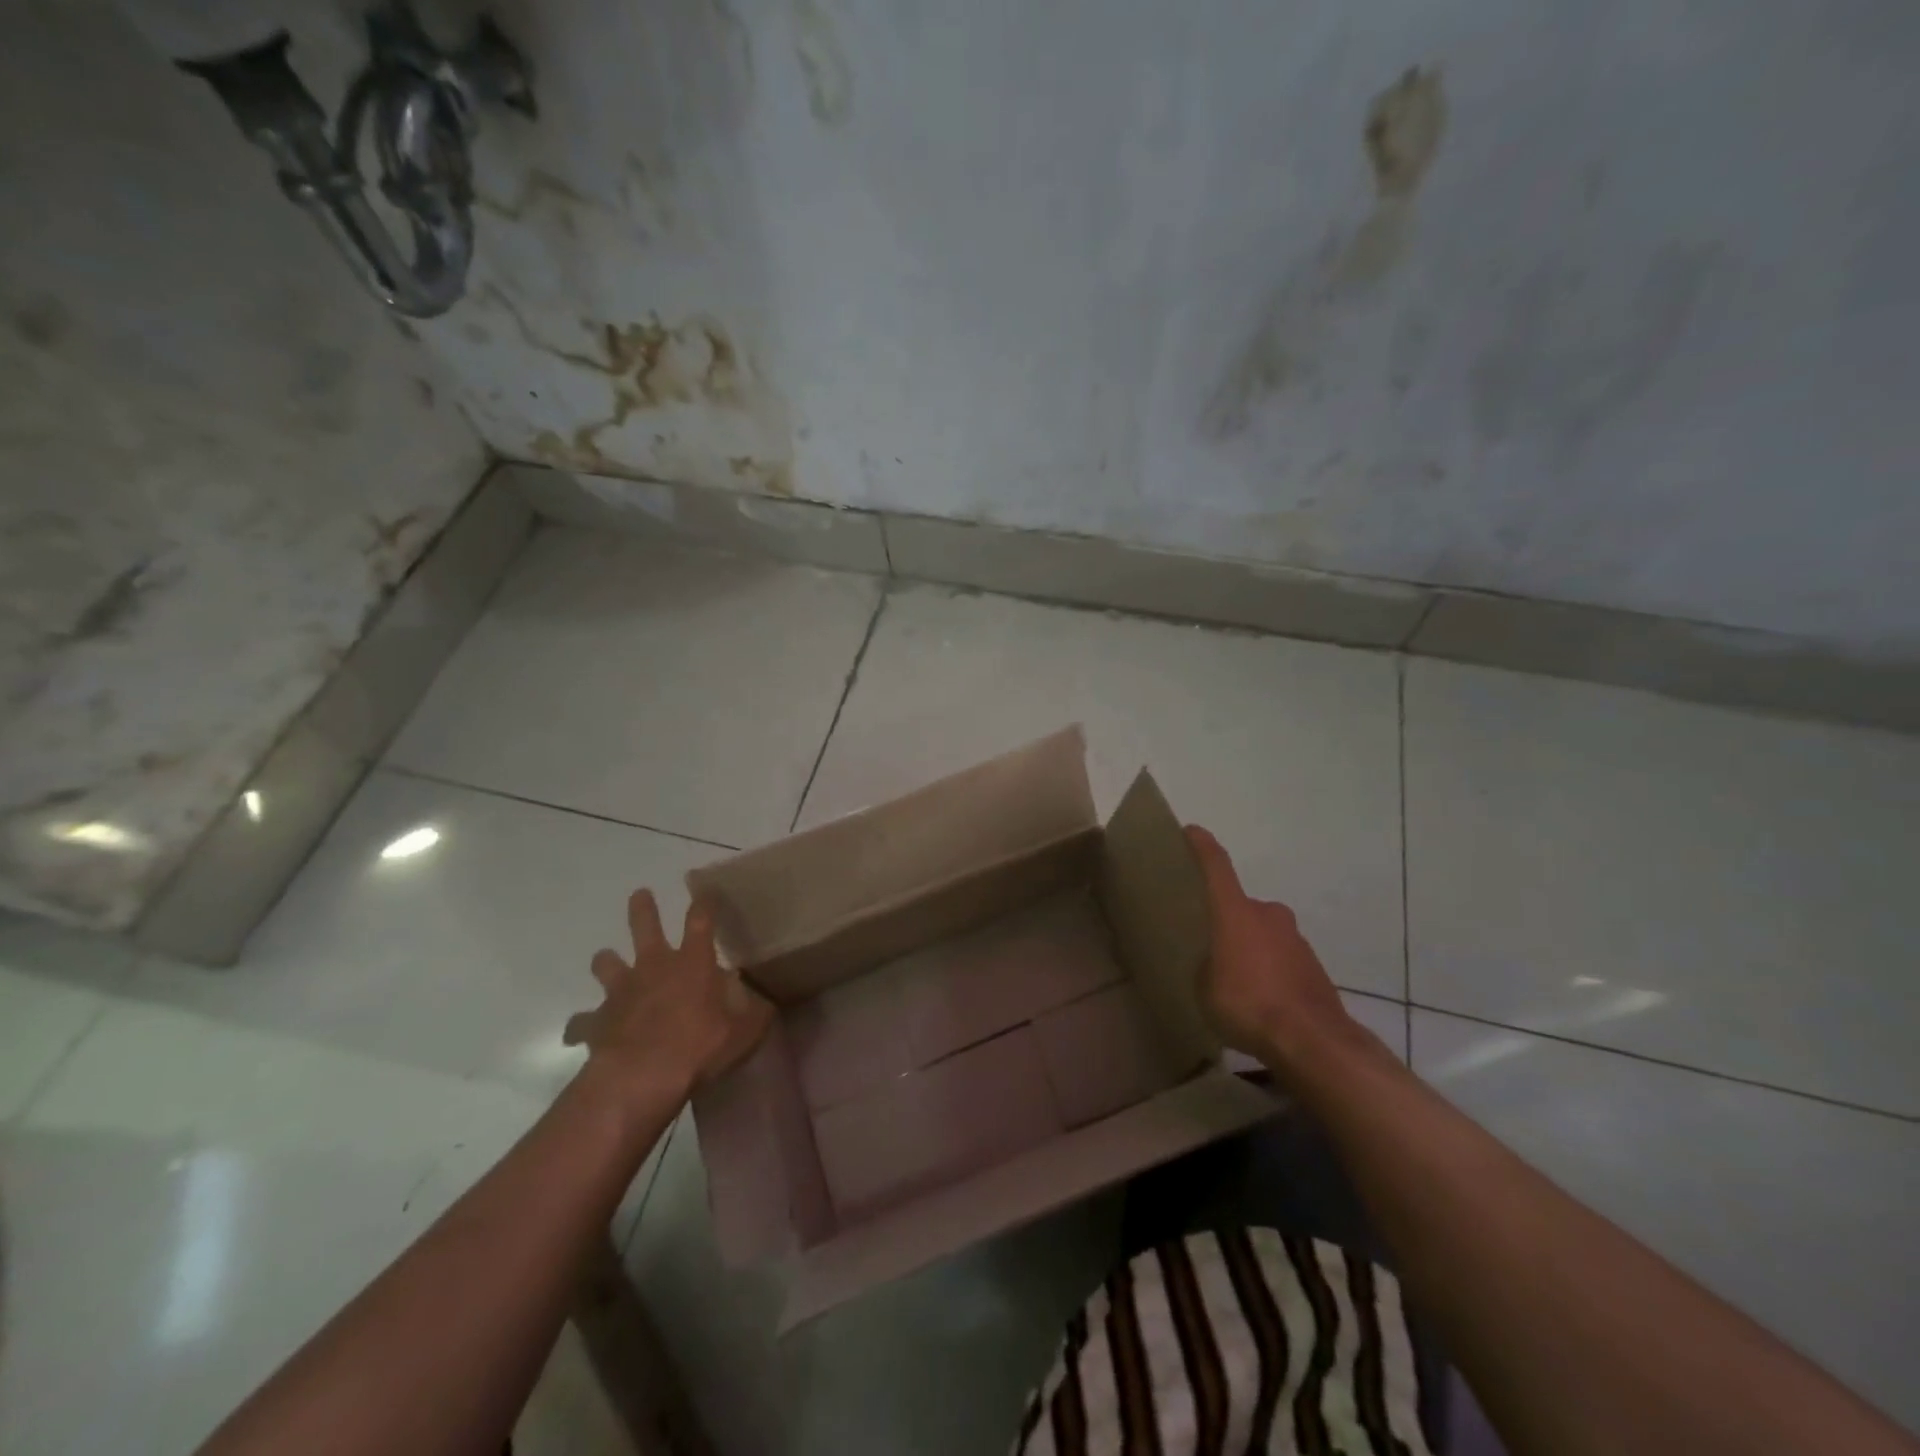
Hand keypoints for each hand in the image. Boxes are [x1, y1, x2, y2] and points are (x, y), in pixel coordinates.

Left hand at [564, 890, 773, 1106]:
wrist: (641, 1077)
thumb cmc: (698, 1047)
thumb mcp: (744, 1032)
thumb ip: (756, 1014)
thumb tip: (767, 1004)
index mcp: (692, 963)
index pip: (701, 921)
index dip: (704, 904)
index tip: (705, 892)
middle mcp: (654, 967)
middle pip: (645, 926)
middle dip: (643, 908)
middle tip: (640, 894)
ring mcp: (621, 991)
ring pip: (606, 963)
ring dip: (607, 961)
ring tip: (608, 961)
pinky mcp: (596, 1021)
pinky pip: (582, 1022)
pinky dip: (583, 1024)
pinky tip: (581, 1032)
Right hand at [1186, 825, 1368, 1078]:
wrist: (1313, 1040)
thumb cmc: (1247, 1003)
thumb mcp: (1203, 987)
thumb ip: (1206, 965)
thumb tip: (1215, 964)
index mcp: (1236, 911)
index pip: (1216, 865)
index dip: (1201, 846)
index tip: (1191, 831)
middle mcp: (1268, 914)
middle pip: (1242, 906)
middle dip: (1227, 921)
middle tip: (1209, 943)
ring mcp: (1296, 940)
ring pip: (1264, 934)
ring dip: (1250, 948)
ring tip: (1234, 979)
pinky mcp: (1314, 967)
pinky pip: (1281, 960)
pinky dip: (1269, 971)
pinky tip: (1260, 1000)